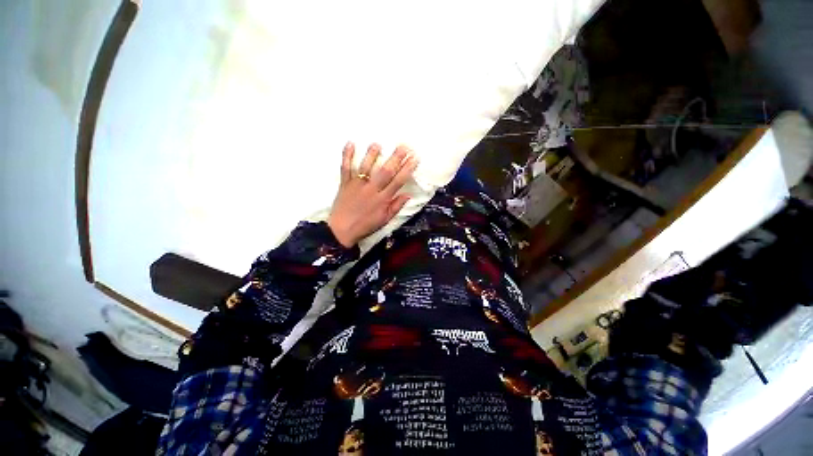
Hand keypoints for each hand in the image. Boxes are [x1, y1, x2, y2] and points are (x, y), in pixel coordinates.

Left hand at [327, 142, 417, 246]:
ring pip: (366, 167)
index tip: (415, 158)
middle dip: (396, 158)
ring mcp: (357, 185)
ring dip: (372, 154)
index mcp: (382, 199)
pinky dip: (347, 155)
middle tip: (404, 146)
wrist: (342, 230)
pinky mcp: (345, 183)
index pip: (398, 181)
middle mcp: (371, 190)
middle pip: (385, 171)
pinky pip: (345, 168)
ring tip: (378, 144)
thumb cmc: (365, 226)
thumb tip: (408, 194)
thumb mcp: (385, 220)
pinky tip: (350, 143)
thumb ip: (396, 206)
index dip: (407, 169)